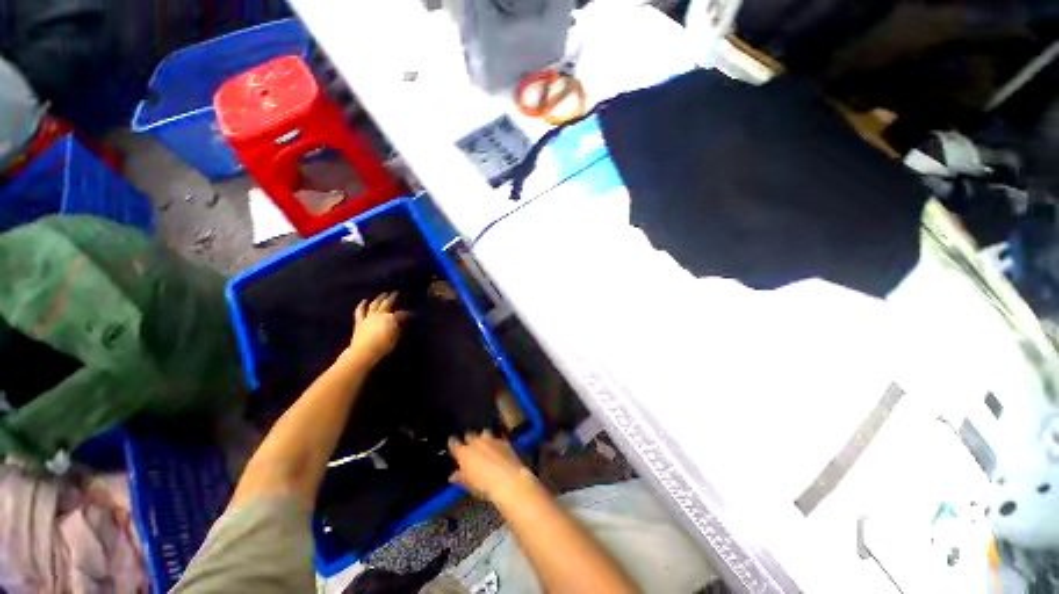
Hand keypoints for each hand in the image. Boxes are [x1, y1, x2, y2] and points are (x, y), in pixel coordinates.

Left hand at [349, 292, 409, 362]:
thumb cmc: (383, 346)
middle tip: (397, 292)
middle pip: (387, 303)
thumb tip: (402, 322)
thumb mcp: (396, 338)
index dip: (409, 313)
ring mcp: (369, 317)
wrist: (363, 352)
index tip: (414, 314)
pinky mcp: (360, 322)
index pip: (402, 314)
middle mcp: (380, 314)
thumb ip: (399, 328)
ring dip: (379, 298)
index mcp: (391, 318)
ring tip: (383, 294)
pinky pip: (360, 311)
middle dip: (393, 297)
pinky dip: (362, 305)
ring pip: (374, 304)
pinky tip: (364, 300)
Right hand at [449, 431, 536, 504]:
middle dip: (469, 439)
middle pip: (469, 434)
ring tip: (485, 445)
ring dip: (483, 438)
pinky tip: (498, 450)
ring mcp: (490, 439)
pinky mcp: (503, 441)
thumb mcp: (468, 485)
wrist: (508, 479)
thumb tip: (453, 475)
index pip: (454, 442)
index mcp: (464, 452)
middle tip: (470, 446)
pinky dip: (496, 443)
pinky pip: (497, 438)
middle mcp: (476, 442)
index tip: (452, 443)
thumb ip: (460, 477)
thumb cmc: (483, 486)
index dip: (453, 442)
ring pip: (484, 433)